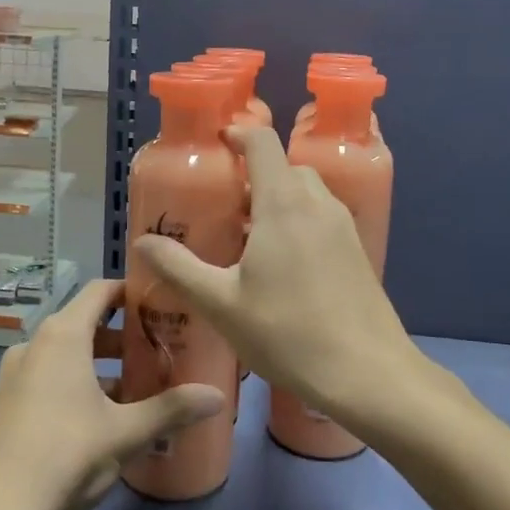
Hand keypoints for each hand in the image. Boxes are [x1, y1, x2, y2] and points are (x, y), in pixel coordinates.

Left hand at [0, 278, 226, 509]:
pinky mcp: (2, 403)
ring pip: (63, 353)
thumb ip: (172, 409)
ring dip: (96, 363)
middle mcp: (33, 344)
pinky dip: (71, 382)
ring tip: (131, 388)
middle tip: (156, 351)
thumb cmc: (66, 456)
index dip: (130, 291)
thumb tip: (218, 396)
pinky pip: (44, 376)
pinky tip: (92, 417)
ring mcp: (13, 374)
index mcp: (62, 335)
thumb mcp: (126, 433)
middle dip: (120, 336)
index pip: (100, 291)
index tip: (160, 303)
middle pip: (83, 322)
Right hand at [133, 125, 421, 419]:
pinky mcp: (357, 251)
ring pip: (306, 193)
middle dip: (254, 176)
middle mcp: (318, 203)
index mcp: (284, 203)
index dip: (238, 134)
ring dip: (277, 200)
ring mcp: (343, 227)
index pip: (263, 142)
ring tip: (248, 239)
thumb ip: (179, 268)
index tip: (216, 146)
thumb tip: (141, 242)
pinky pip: (322, 217)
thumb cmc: (288, 333)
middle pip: (284, 167)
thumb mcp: (221, 304)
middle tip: (224, 206)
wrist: (368, 374)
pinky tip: (282, 266)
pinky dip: (298, 221)